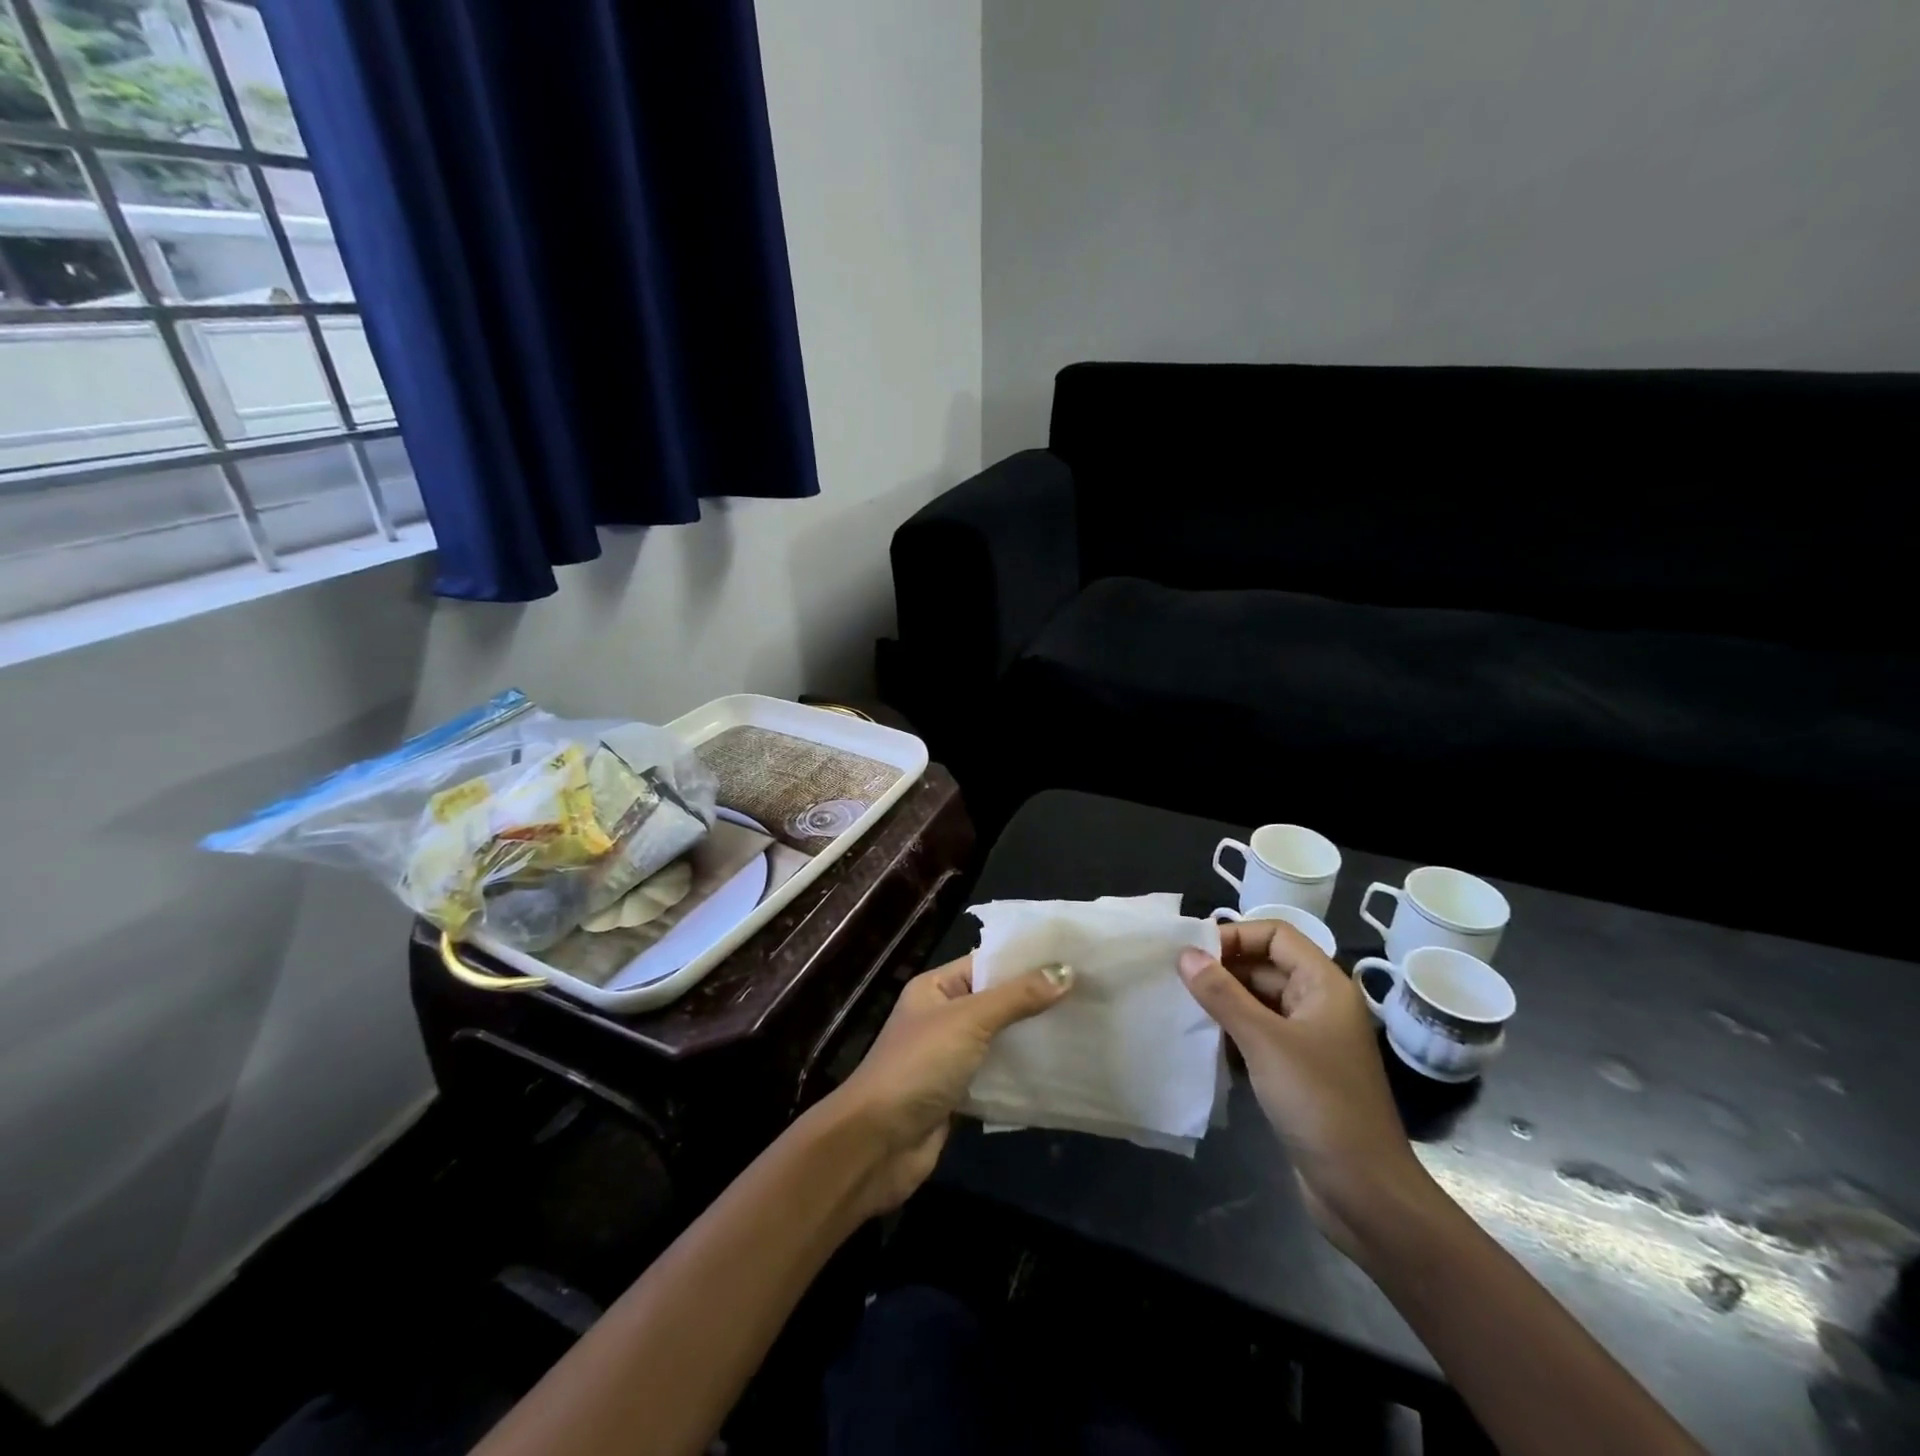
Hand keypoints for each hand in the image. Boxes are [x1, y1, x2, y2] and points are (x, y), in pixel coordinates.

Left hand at [827, 954, 1073, 1215]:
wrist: (877, 1143)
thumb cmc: (919, 1066)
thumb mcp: (969, 1021)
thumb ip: (1017, 997)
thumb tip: (1066, 972)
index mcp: (936, 987)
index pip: (987, 963)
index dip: (1027, 961)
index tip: (1073, 958)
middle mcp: (942, 1017)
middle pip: (997, 1002)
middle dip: (1037, 1000)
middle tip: (1090, 994)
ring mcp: (949, 1058)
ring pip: (999, 1040)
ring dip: (1032, 1038)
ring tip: (1084, 1028)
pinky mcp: (958, 1095)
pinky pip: (997, 1076)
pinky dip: (1022, 1074)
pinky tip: (1060, 1071)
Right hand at [1178, 923, 1431, 1259]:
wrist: (1366, 1195)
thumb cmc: (1320, 1104)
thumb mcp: (1265, 1042)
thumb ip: (1222, 994)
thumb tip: (1185, 954)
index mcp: (1325, 986)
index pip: (1276, 935)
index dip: (1236, 936)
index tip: (1193, 954)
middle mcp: (1319, 1005)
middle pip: (1266, 966)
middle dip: (1223, 969)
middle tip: (1177, 980)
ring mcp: (1310, 1041)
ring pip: (1259, 1002)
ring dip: (1224, 1002)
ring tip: (1183, 1008)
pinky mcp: (1298, 1072)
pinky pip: (1259, 1035)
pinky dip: (1232, 1033)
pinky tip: (1204, 1045)